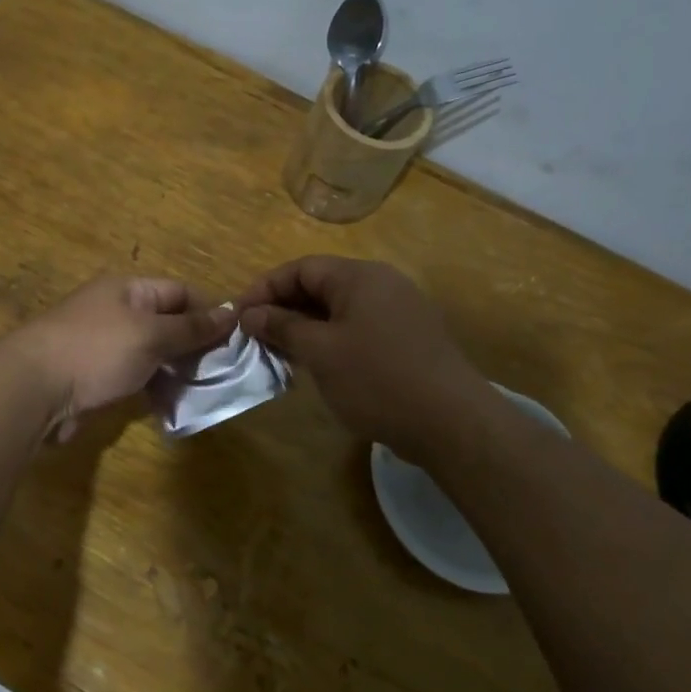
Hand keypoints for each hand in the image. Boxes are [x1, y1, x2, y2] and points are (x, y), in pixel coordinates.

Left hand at [11, 277, 233, 438]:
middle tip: (224, 371)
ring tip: (204, 390)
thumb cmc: (96, 351)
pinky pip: (133, 376)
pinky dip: (153, 387)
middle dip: (194, 345)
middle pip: (166, 323)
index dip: (209, 312)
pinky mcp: (93, 377)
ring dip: (175, 370)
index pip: (179, 292)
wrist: (32, 390)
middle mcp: (115, 311)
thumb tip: (231, 311)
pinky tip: (172, 404)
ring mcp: (102, 345)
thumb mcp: (151, 335)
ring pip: (151, 353)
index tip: (236, 340)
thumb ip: (191, 328)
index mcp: (127, 290)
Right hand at [234, 256, 498, 461]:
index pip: (301, 268)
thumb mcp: (320, 352)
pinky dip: (332, 340)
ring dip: (306, 327)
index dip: (265, 289)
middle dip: (284, 309)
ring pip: (340, 309)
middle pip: (321, 285)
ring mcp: (400, 311)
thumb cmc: (377, 379)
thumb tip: (251, 313)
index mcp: (360, 276)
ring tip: (281, 353)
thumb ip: (283, 326)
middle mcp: (382, 284)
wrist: (452, 423)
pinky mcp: (409, 339)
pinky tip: (318, 366)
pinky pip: (359, 328)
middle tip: (256, 337)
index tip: (239, 316)